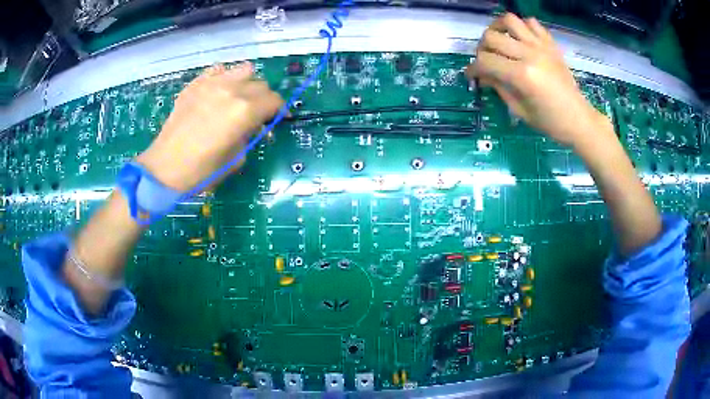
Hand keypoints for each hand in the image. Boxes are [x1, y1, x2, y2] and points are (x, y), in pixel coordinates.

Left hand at [136, 62, 284, 191]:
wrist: (164, 167)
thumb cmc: (201, 171)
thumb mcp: (235, 159)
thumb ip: (250, 137)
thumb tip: (254, 126)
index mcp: (244, 111)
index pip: (274, 100)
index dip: (279, 109)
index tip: (277, 118)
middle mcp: (232, 90)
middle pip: (261, 84)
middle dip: (264, 99)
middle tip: (256, 114)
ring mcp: (212, 83)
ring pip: (243, 70)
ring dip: (247, 83)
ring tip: (239, 98)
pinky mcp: (196, 84)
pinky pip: (218, 70)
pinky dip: (224, 77)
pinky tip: (218, 92)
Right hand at [466, 13, 606, 147]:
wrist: (579, 119)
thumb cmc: (550, 121)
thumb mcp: (519, 110)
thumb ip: (499, 87)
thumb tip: (482, 75)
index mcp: (522, 76)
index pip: (485, 61)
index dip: (473, 68)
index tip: (471, 75)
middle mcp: (529, 54)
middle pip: (491, 37)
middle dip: (481, 49)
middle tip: (485, 61)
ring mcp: (541, 46)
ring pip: (509, 20)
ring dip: (498, 28)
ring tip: (499, 40)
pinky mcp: (550, 44)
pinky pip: (531, 22)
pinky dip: (521, 27)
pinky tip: (520, 39)